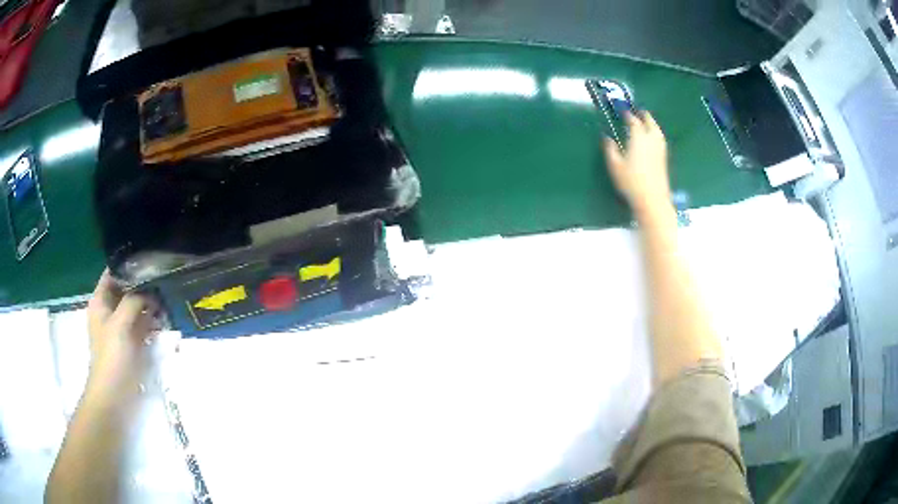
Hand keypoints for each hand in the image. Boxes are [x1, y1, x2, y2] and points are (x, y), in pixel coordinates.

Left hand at [85, 270, 159, 400]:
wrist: (114, 393)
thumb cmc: (111, 355)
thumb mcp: (120, 324)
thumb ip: (133, 301)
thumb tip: (150, 291)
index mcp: (101, 301)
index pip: (113, 273)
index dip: (128, 265)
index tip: (148, 259)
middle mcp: (110, 310)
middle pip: (126, 288)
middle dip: (142, 283)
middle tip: (163, 275)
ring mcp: (121, 326)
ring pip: (136, 306)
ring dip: (149, 302)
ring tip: (168, 293)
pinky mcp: (131, 341)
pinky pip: (142, 323)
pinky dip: (152, 319)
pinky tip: (165, 316)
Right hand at [603, 111, 671, 217]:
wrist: (652, 199)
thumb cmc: (631, 182)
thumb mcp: (615, 165)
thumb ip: (610, 149)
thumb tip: (607, 138)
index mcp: (638, 137)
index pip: (634, 121)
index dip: (628, 115)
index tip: (623, 112)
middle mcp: (651, 139)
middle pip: (650, 122)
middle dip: (644, 116)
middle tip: (639, 112)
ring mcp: (660, 149)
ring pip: (657, 130)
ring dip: (652, 124)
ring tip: (647, 123)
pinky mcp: (664, 158)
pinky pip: (660, 139)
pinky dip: (655, 133)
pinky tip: (652, 138)